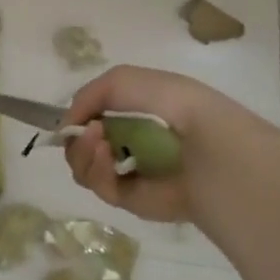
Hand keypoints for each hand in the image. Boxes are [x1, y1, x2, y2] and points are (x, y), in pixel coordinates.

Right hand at [62, 65, 279, 224]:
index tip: (75, 115)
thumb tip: (68, 123)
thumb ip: (89, 93)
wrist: (212, 146)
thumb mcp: (125, 79)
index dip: (80, 116)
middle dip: (76, 136)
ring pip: (84, 166)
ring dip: (81, 151)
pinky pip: (99, 187)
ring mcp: (132, 173)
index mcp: (137, 114)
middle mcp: (132, 143)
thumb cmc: (175, 105)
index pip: (94, 117)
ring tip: (97, 141)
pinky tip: (104, 155)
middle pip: (82, 144)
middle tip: (87, 131)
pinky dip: (94, 170)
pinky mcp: (133, 200)